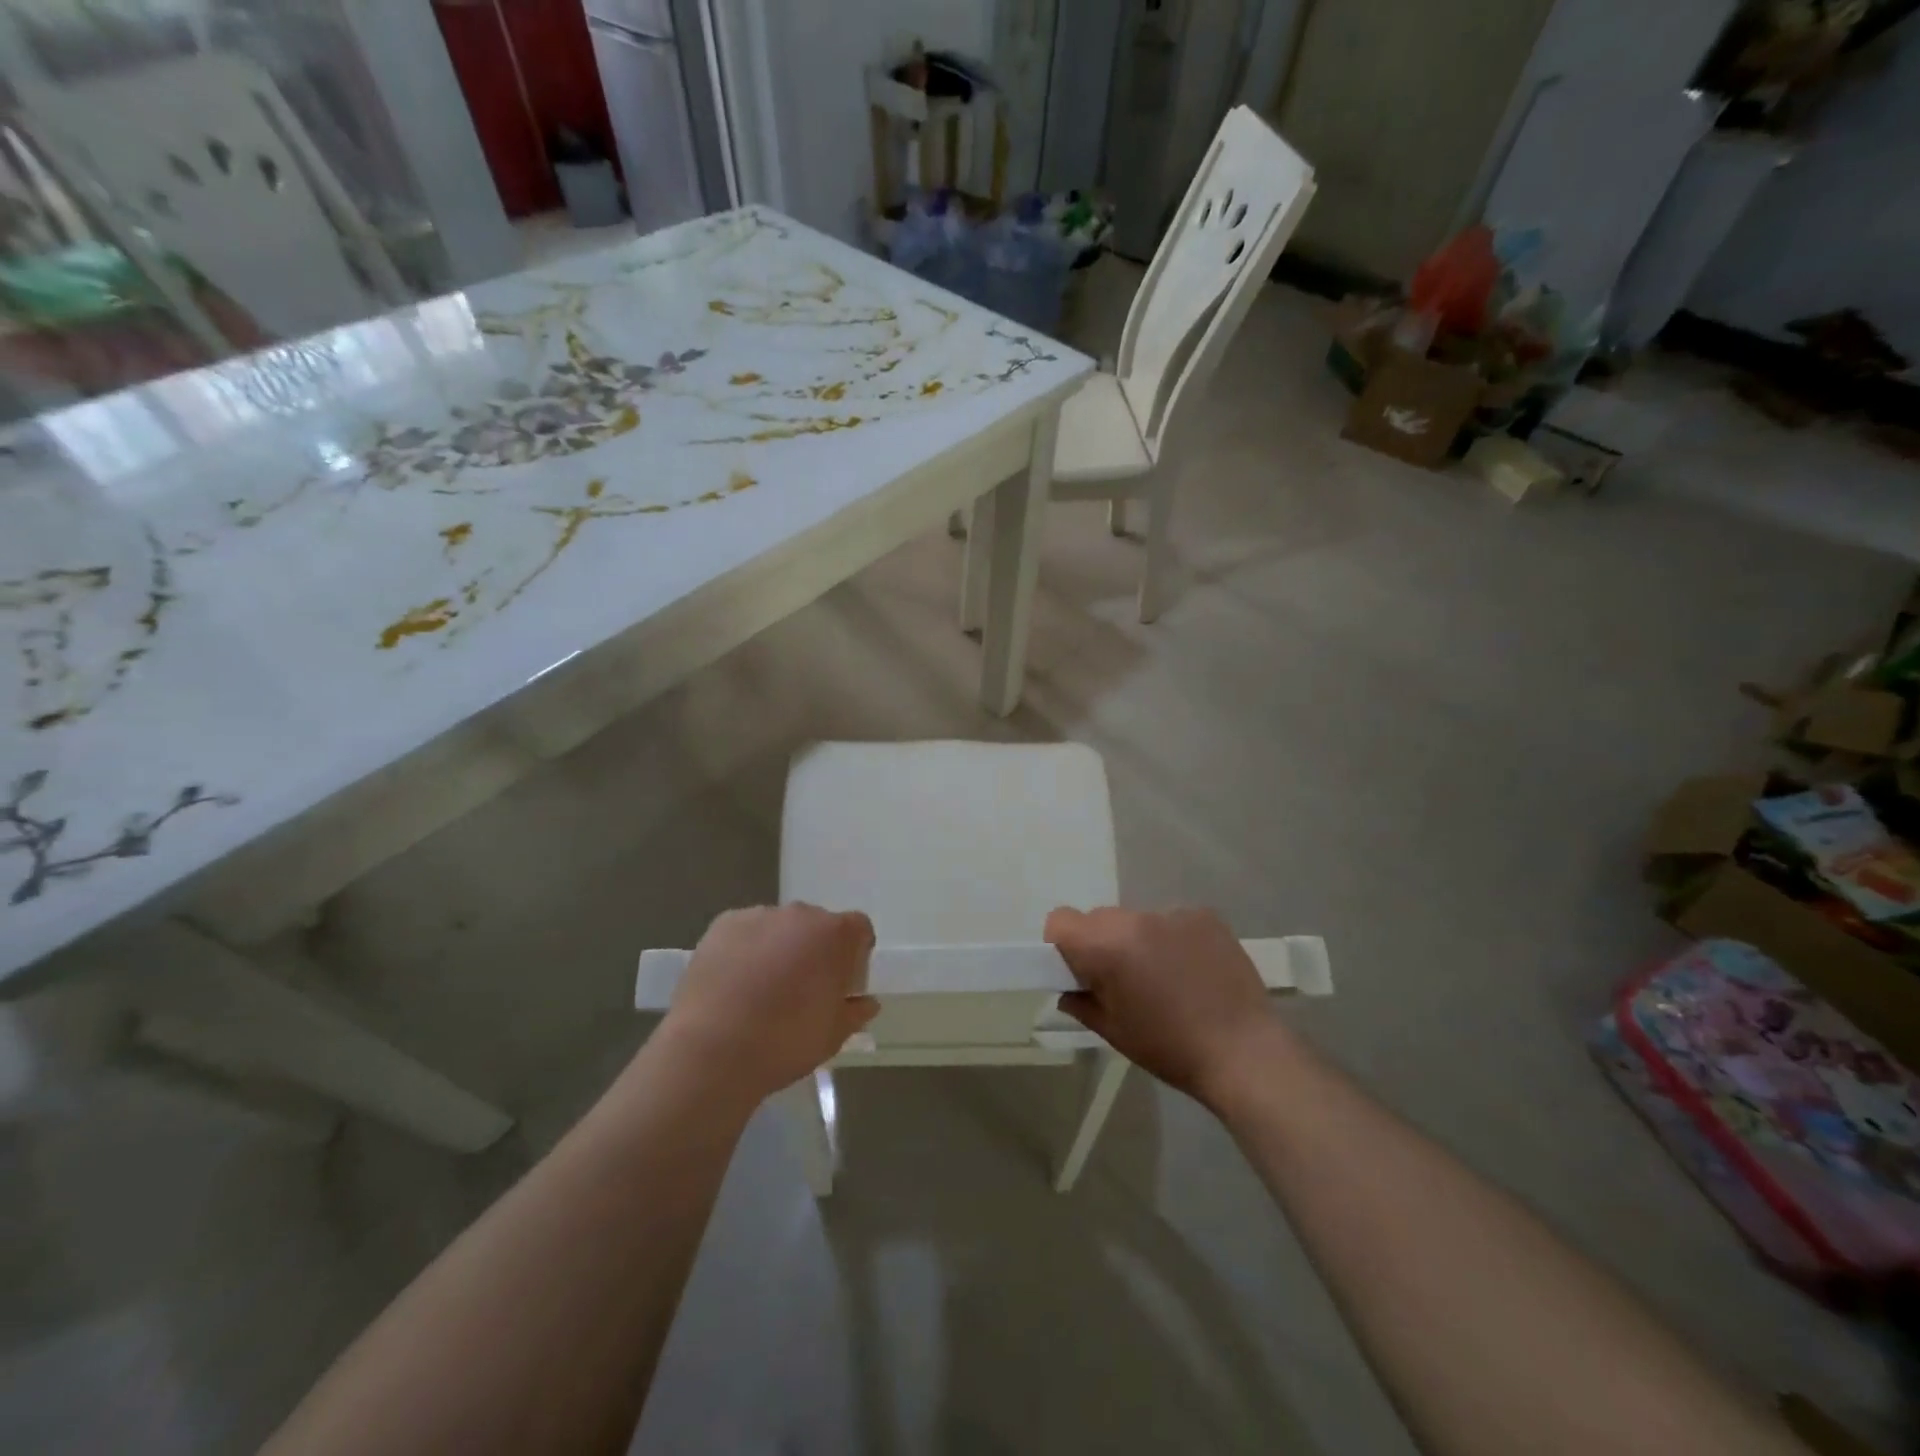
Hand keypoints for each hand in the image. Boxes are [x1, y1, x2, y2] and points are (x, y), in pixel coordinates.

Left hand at [659, 905, 877, 1104]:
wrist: (713, 1050)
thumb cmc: (786, 1042)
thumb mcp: (833, 1035)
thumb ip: (855, 1012)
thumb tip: (866, 1003)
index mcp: (835, 934)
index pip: (859, 929)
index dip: (855, 954)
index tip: (843, 983)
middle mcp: (800, 914)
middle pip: (817, 925)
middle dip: (815, 950)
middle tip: (802, 989)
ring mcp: (759, 915)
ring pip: (779, 927)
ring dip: (780, 947)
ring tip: (762, 989)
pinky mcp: (723, 924)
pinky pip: (746, 931)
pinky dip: (746, 948)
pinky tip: (735, 983)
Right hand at [1047, 906, 1284, 1111]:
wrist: (1245, 1053)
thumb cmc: (1170, 1047)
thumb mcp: (1114, 1031)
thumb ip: (1081, 1002)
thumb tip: (1069, 989)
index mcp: (1106, 946)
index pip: (1060, 920)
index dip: (1062, 945)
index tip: (1080, 972)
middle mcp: (1135, 918)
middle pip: (1099, 918)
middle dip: (1101, 943)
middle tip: (1123, 981)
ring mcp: (1173, 913)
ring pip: (1136, 919)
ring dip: (1138, 940)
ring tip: (1165, 978)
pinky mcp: (1205, 916)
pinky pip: (1171, 920)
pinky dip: (1172, 939)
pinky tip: (1192, 970)